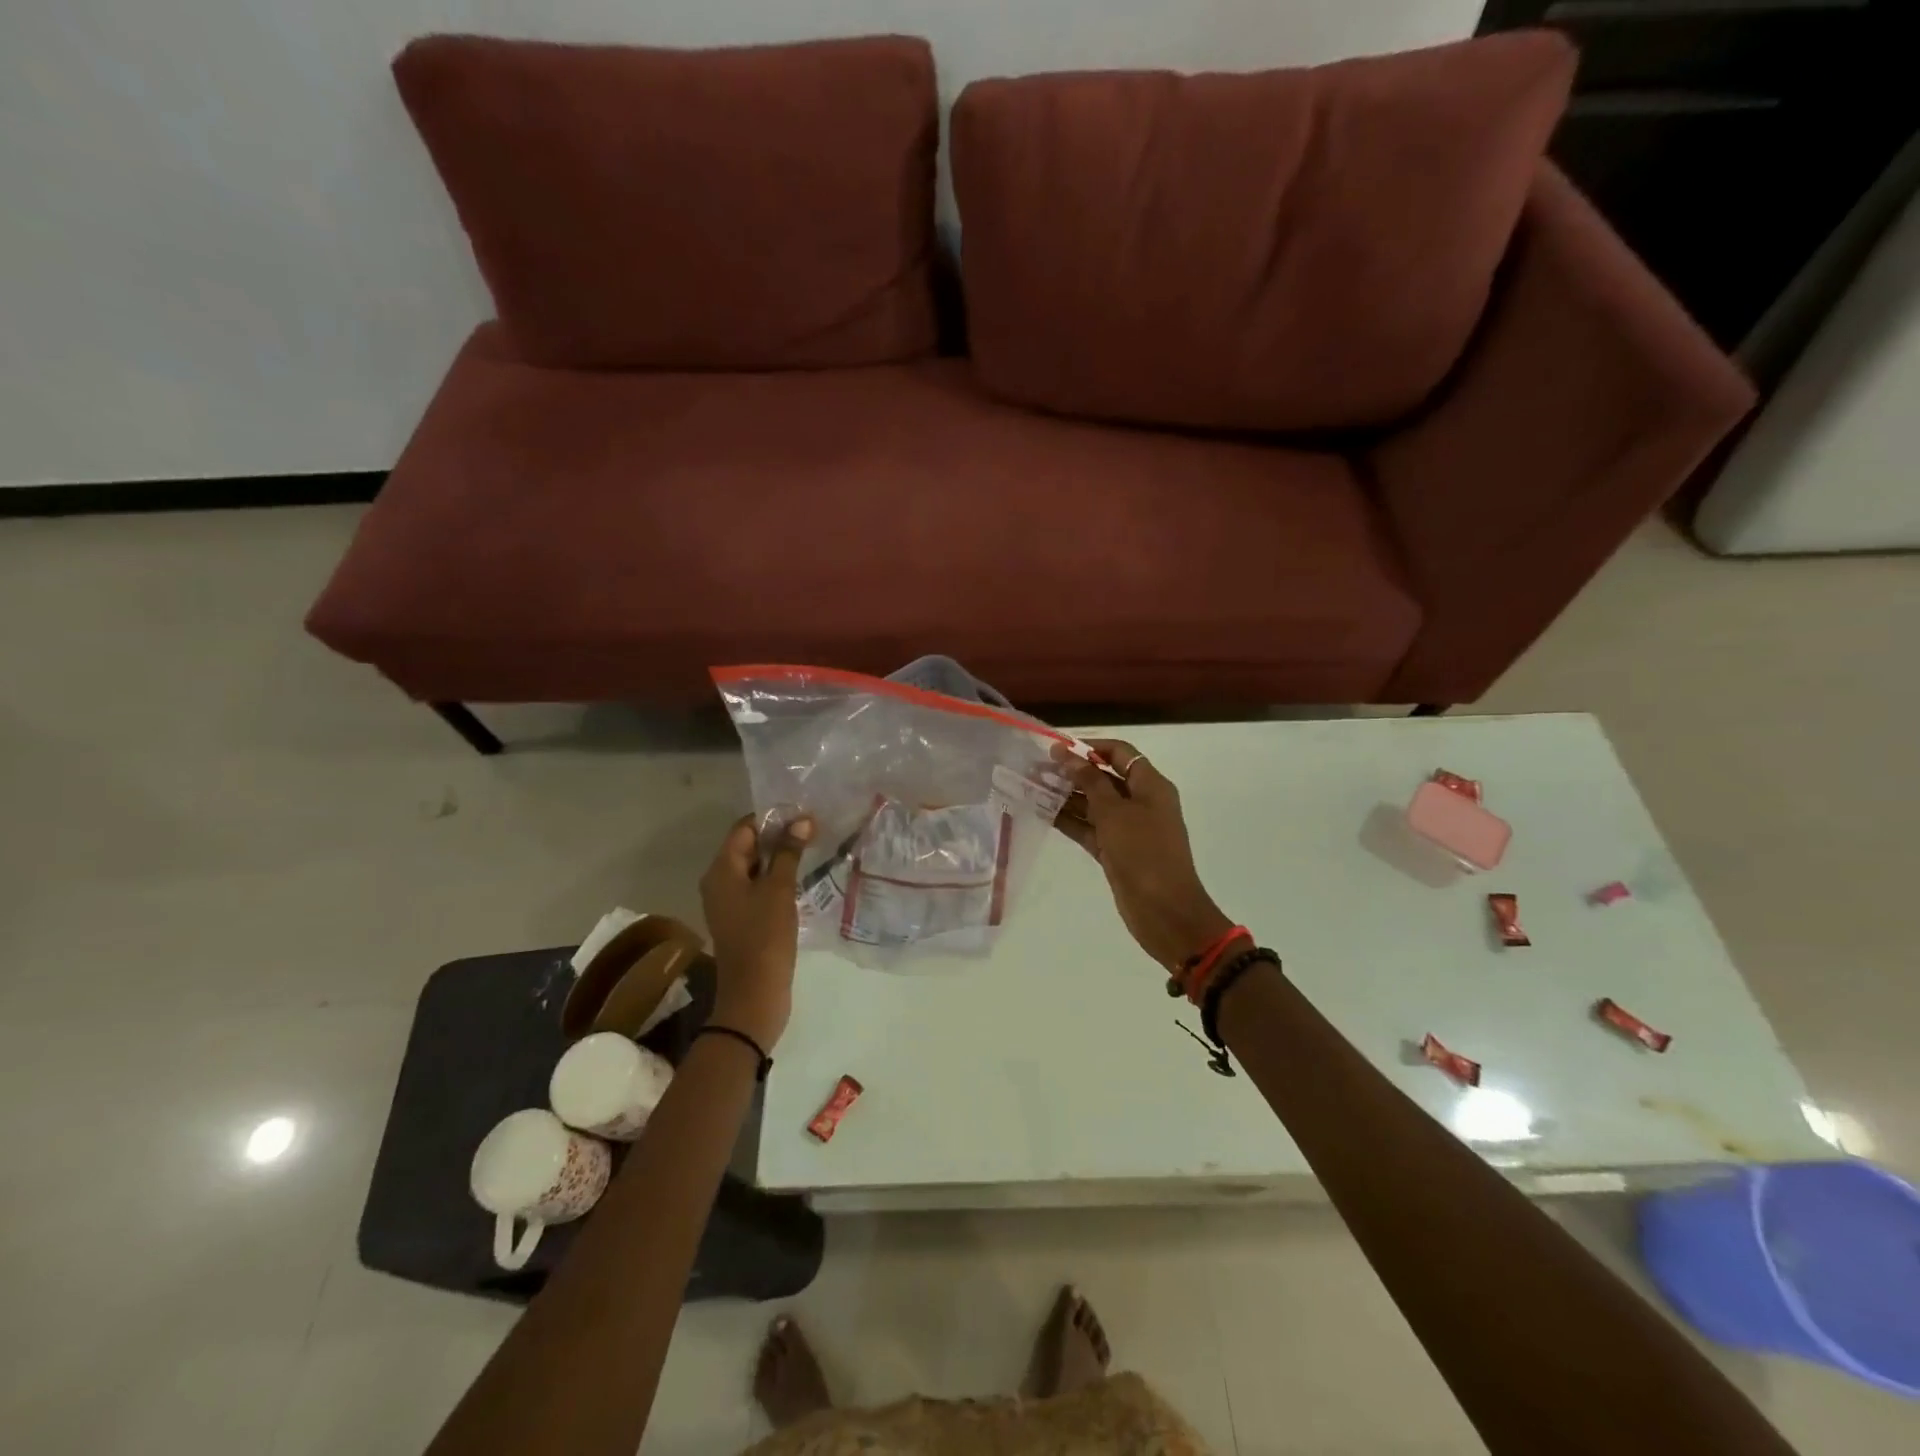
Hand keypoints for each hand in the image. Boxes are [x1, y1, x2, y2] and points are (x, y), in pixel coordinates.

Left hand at [699, 814, 813, 1050]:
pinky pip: (758, 887)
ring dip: (780, 857)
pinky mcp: (742, 919)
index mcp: (721, 870)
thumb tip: (801, 821)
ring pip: (755, 868)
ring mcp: (729, 902)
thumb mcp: (779, 889)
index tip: (804, 814)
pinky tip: (801, 878)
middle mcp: (719, 882)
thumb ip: (789, 852)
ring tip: (812, 849)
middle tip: (813, 829)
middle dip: (779, 836)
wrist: (754, 994)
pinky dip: (777, 878)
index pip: (744, 828)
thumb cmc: (765, 936)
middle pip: (748, 846)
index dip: (773, 818)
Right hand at [1058, 739, 1234, 970]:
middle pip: (1104, 778)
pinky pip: (1089, 829)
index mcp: (1150, 786)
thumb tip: (1067, 755)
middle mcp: (1140, 803)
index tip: (1057, 749)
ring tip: (1031, 788)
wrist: (1164, 911)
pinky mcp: (1115, 851)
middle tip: (1035, 769)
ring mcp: (1128, 829)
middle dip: (1072, 773)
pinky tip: (1042, 813)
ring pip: (1093, 805)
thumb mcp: (1115, 812)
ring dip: (1066, 796)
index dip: (1090, 747)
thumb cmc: (1143, 852)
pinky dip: (1069, 821)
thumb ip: (1089, 781)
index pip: (1120, 753)